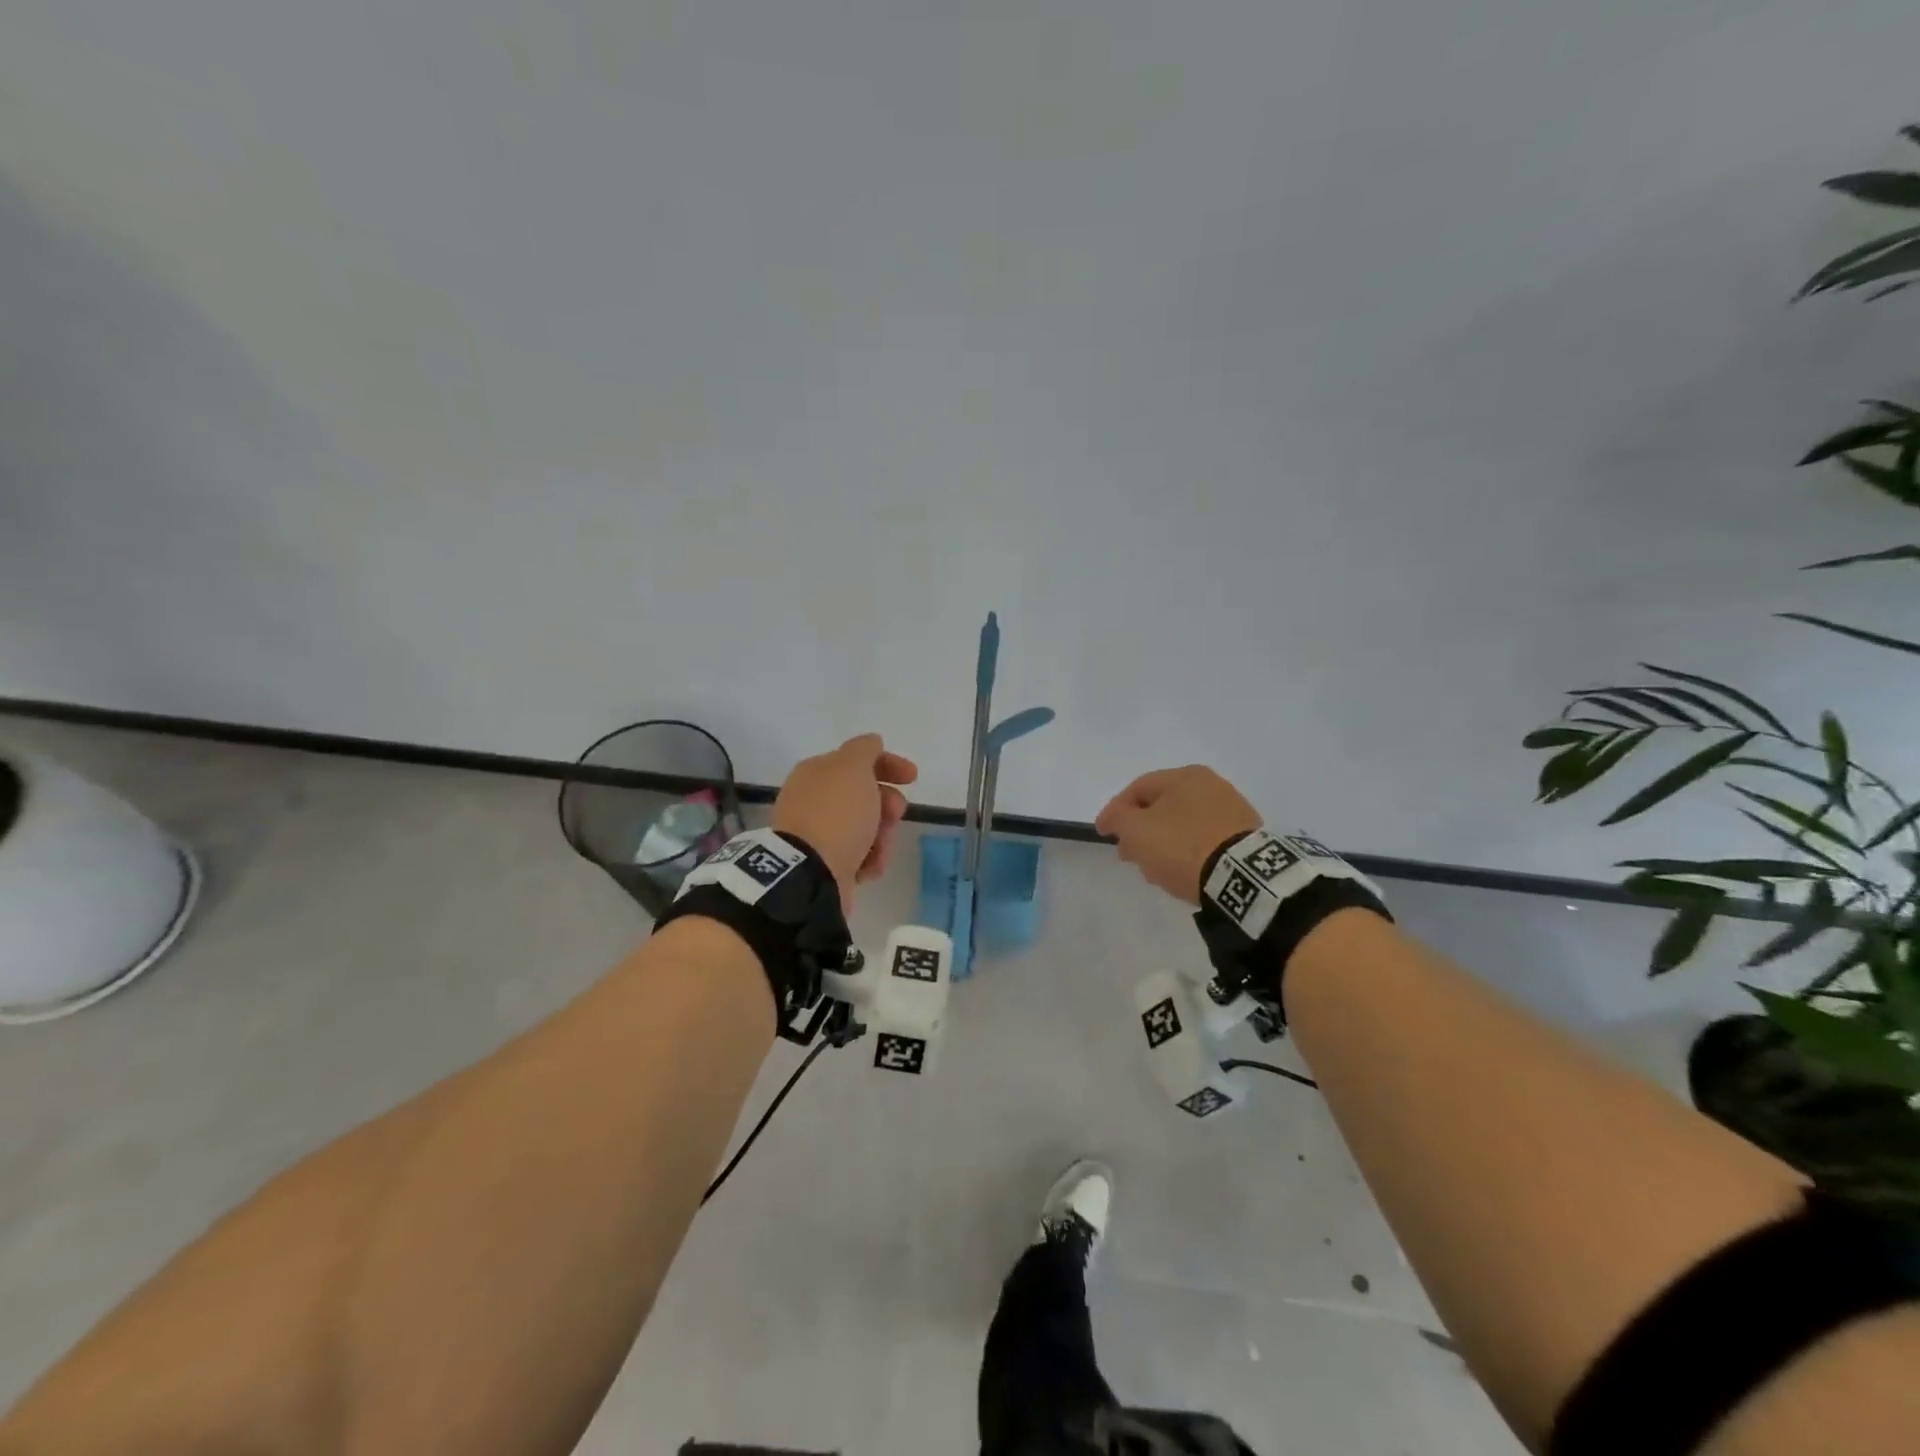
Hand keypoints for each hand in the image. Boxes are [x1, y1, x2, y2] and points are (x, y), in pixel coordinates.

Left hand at [771, 734, 917, 908]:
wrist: (810, 873)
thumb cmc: (836, 814)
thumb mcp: (853, 767)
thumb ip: (865, 749)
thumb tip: (872, 743)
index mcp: (815, 773)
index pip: (856, 760)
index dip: (888, 764)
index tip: (913, 778)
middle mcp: (813, 800)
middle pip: (863, 795)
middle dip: (886, 804)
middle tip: (895, 814)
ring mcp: (817, 834)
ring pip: (865, 827)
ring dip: (882, 835)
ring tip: (880, 849)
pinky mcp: (824, 864)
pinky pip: (858, 855)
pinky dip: (870, 859)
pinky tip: (870, 867)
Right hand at [1095, 766, 1261, 904]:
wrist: (1242, 876)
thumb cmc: (1181, 845)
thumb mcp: (1136, 830)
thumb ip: (1118, 818)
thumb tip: (1115, 817)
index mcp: (1184, 775)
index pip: (1138, 789)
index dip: (1115, 811)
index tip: (1102, 833)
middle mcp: (1210, 784)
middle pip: (1162, 806)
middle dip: (1140, 830)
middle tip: (1127, 854)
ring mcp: (1232, 810)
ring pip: (1182, 824)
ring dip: (1162, 843)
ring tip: (1153, 869)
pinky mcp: (1245, 837)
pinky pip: (1204, 840)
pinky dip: (1187, 851)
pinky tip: (1180, 871)